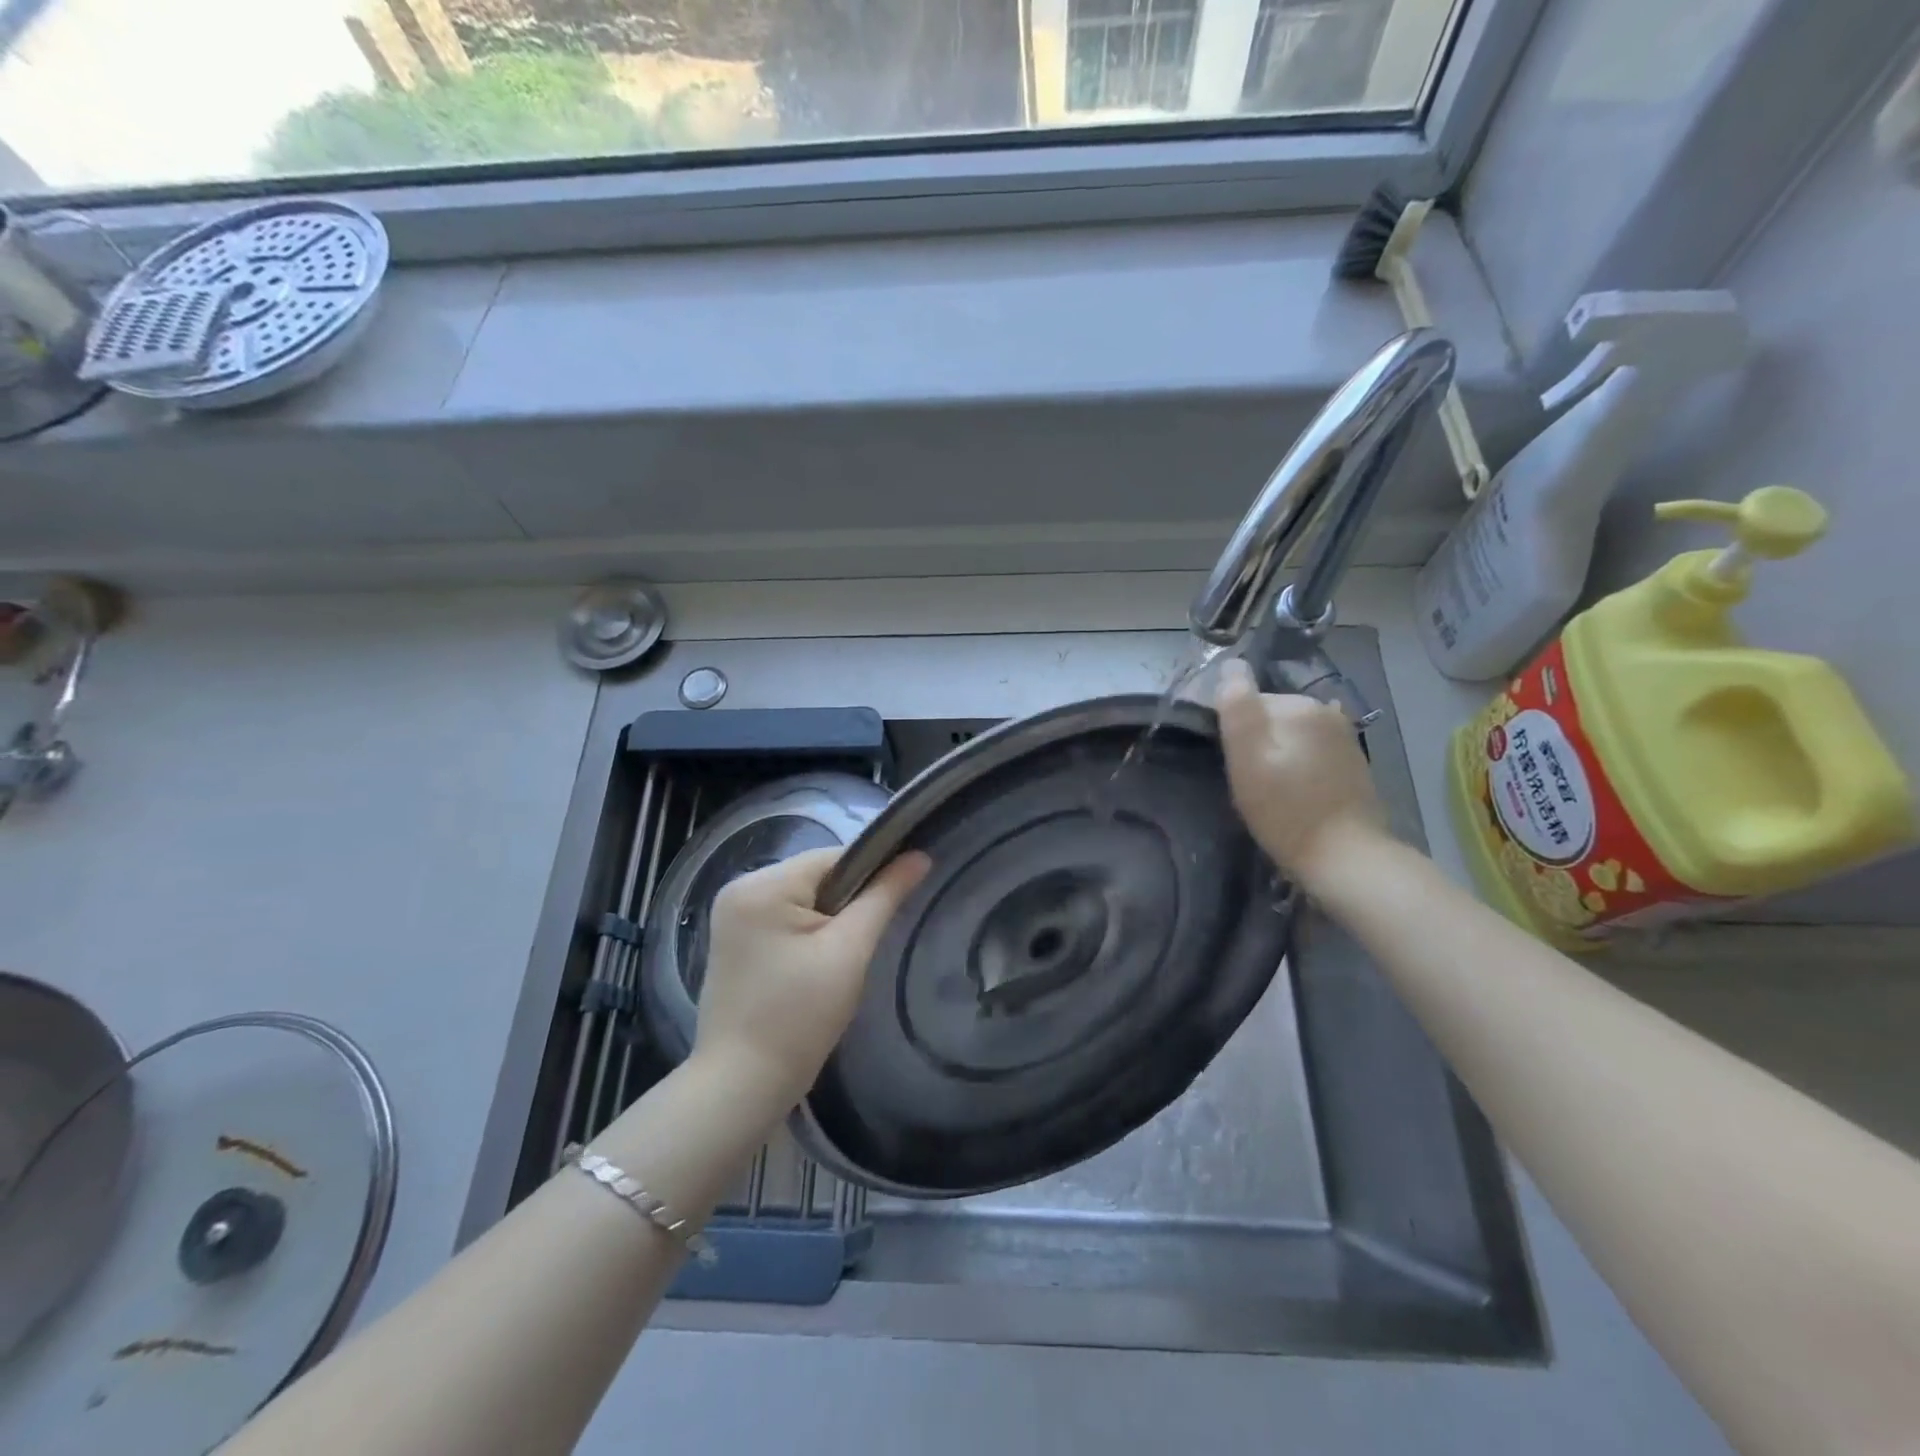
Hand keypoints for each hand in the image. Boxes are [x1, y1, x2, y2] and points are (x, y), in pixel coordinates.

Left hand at [693, 847, 930, 1117]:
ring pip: (803, 899)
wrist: (742, 1086)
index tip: (894, 907)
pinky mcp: (735, 941)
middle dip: (847, 905)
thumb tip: (919, 855)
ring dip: (830, 921)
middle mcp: (739, 889)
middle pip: (817, 877)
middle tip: (863, 946)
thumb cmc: (798, 1017)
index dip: (871, 876)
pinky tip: (816, 967)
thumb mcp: (850, 951)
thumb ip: (884, 897)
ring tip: (842, 960)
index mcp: (761, 885)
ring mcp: (732, 916)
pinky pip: (785, 919)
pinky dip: (809, 935)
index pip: (834, 858)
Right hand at [1214, 657, 1386, 889]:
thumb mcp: (1247, 759)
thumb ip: (1237, 707)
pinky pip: (1311, 750)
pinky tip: (1296, 791)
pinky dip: (1298, 764)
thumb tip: (1231, 664)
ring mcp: (1344, 736)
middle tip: (1250, 782)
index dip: (1233, 732)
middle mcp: (1325, 711)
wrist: (1345, 858)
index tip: (1232, 765)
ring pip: (1291, 734)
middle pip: (1270, 716)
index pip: (1247, 703)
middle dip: (1256, 741)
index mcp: (1298, 706)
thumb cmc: (1285, 811)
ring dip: (1277, 753)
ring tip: (1272, 790)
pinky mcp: (1352, 761)